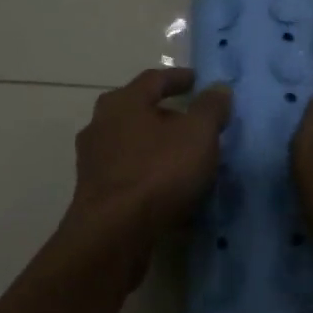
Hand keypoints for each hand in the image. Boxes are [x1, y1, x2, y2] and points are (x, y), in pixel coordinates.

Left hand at [63, 67, 233, 283]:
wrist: (113, 234)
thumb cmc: (157, 172)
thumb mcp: (198, 135)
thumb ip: (210, 108)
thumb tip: (219, 88)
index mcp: (123, 102)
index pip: (154, 79)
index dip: (178, 78)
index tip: (198, 81)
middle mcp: (101, 125)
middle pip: (138, 111)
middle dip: (167, 115)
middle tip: (192, 123)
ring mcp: (94, 161)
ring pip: (132, 145)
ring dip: (157, 148)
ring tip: (185, 159)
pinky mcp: (94, 194)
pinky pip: (129, 175)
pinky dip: (149, 175)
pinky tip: (169, 190)